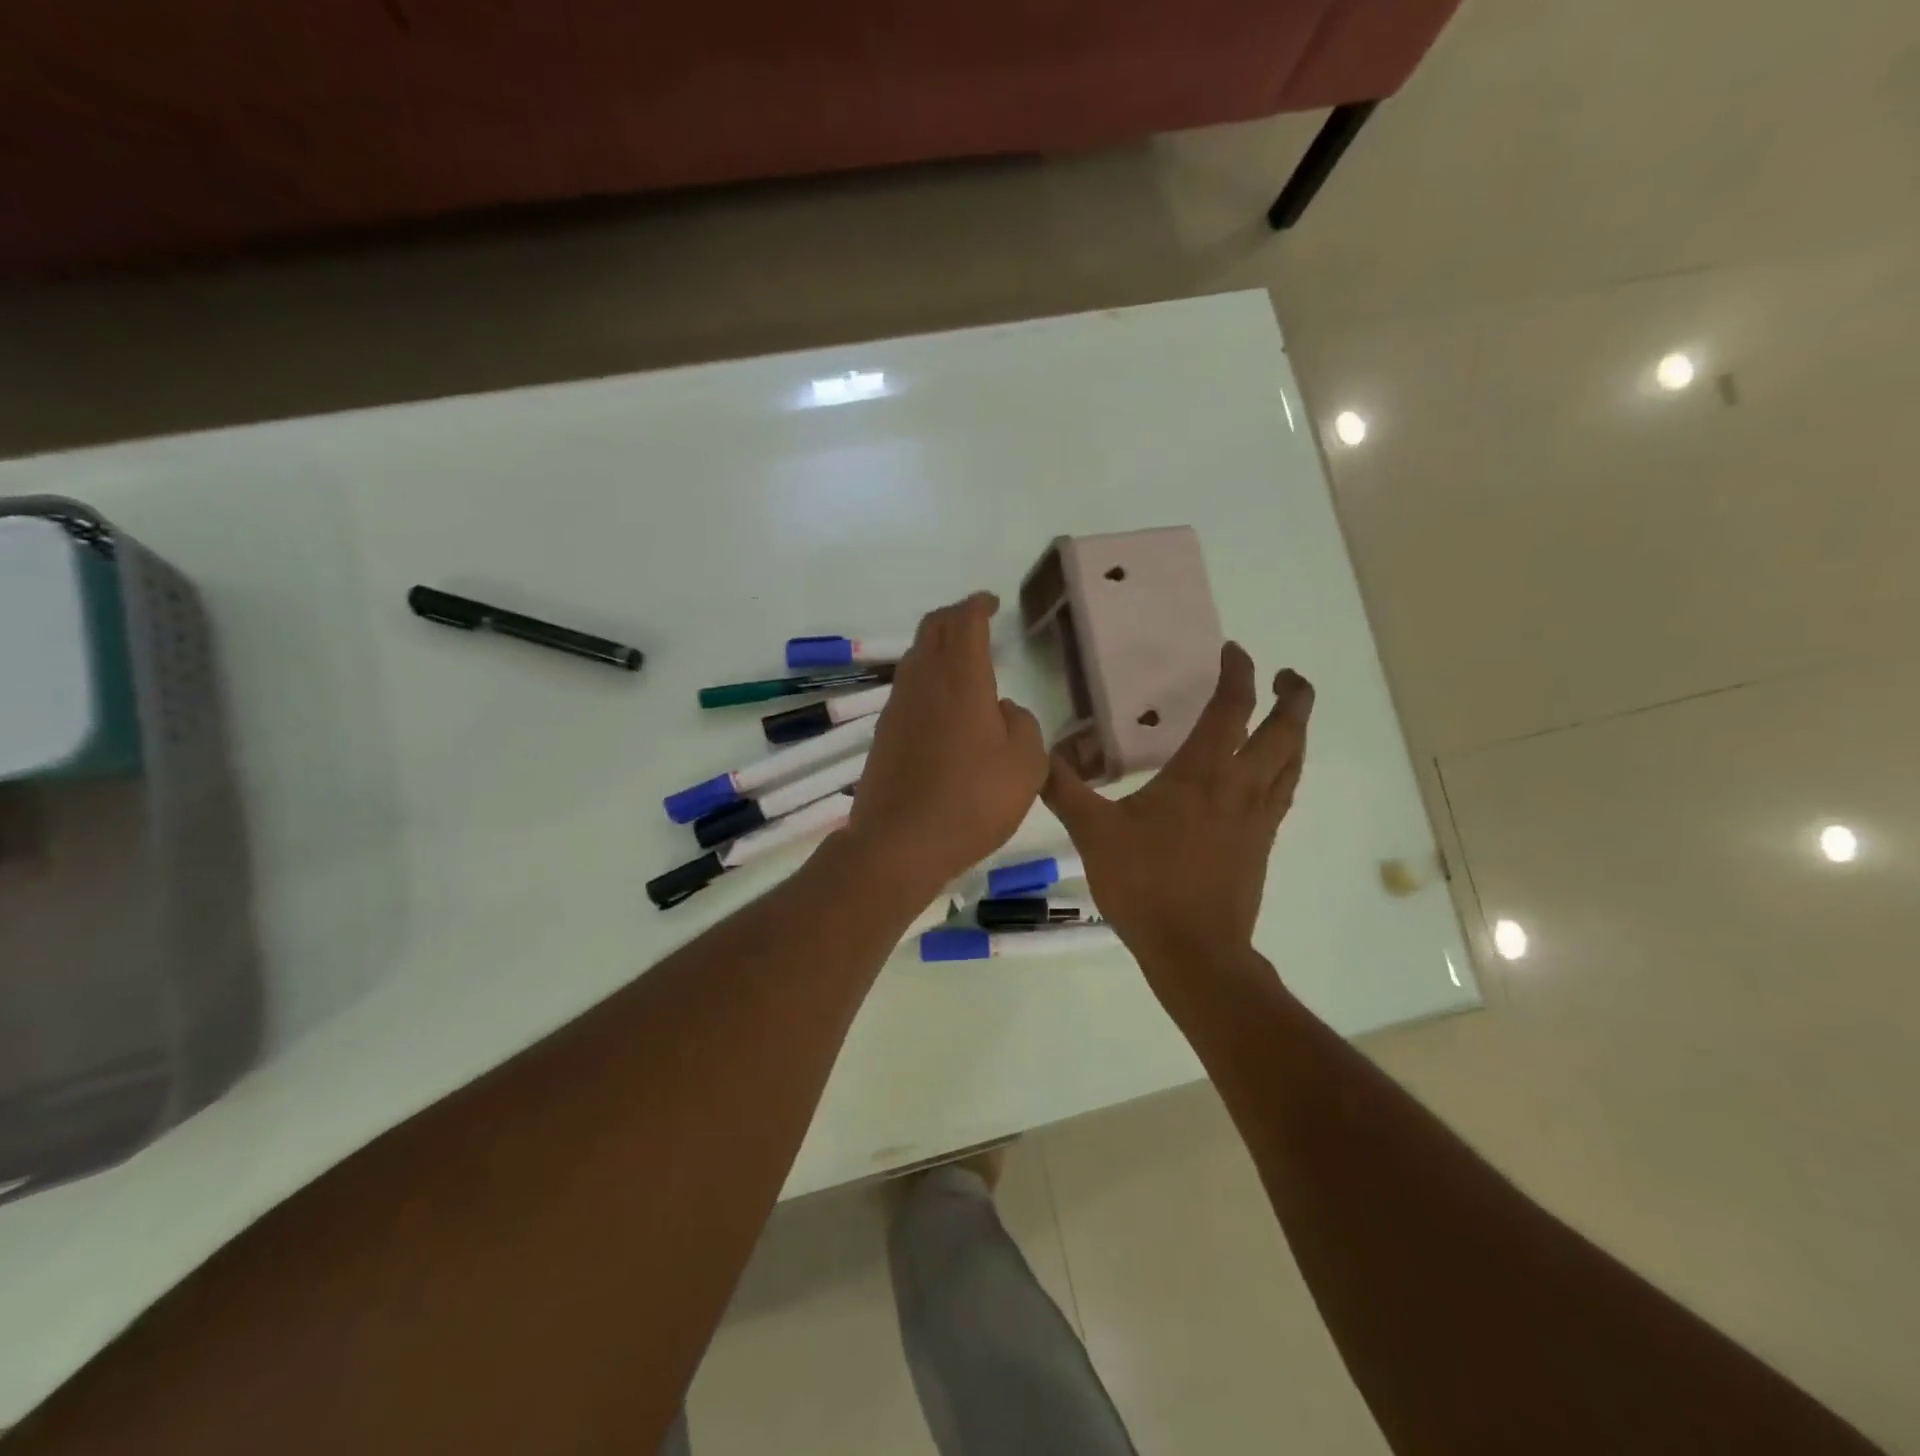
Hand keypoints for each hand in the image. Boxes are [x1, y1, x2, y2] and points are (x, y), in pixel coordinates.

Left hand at [847, 593, 1047, 897]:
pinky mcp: (884, 734)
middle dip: (955, 617)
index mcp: (961, 679)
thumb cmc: (972, 801)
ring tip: (962, 660)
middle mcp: (923, 682)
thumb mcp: (1026, 765)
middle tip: (976, 620)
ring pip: (916, 658)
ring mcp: (897, 707)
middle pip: (933, 630)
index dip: (978, 605)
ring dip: (938, 648)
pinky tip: (943, 706)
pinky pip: (908, 689)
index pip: (964, 621)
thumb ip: (1024, 725)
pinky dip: (927, 679)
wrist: (899, 843)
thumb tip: (1004, 710)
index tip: (991, 602)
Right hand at [1042, 644, 1312, 975]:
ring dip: (1297, 732)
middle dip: (1293, 697)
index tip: (1234, 651)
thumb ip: (1064, 789)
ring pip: (1293, 763)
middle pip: (1284, 732)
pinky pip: (1283, 794)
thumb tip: (1037, 755)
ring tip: (1291, 716)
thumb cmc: (1145, 884)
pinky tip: (1272, 777)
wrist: (1194, 949)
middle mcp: (1240, 787)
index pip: (1231, 709)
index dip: (1237, 674)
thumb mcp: (1093, 833)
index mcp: (1202, 774)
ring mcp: (1257, 818)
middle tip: (1288, 676)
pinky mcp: (1261, 845)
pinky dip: (1285, 770)